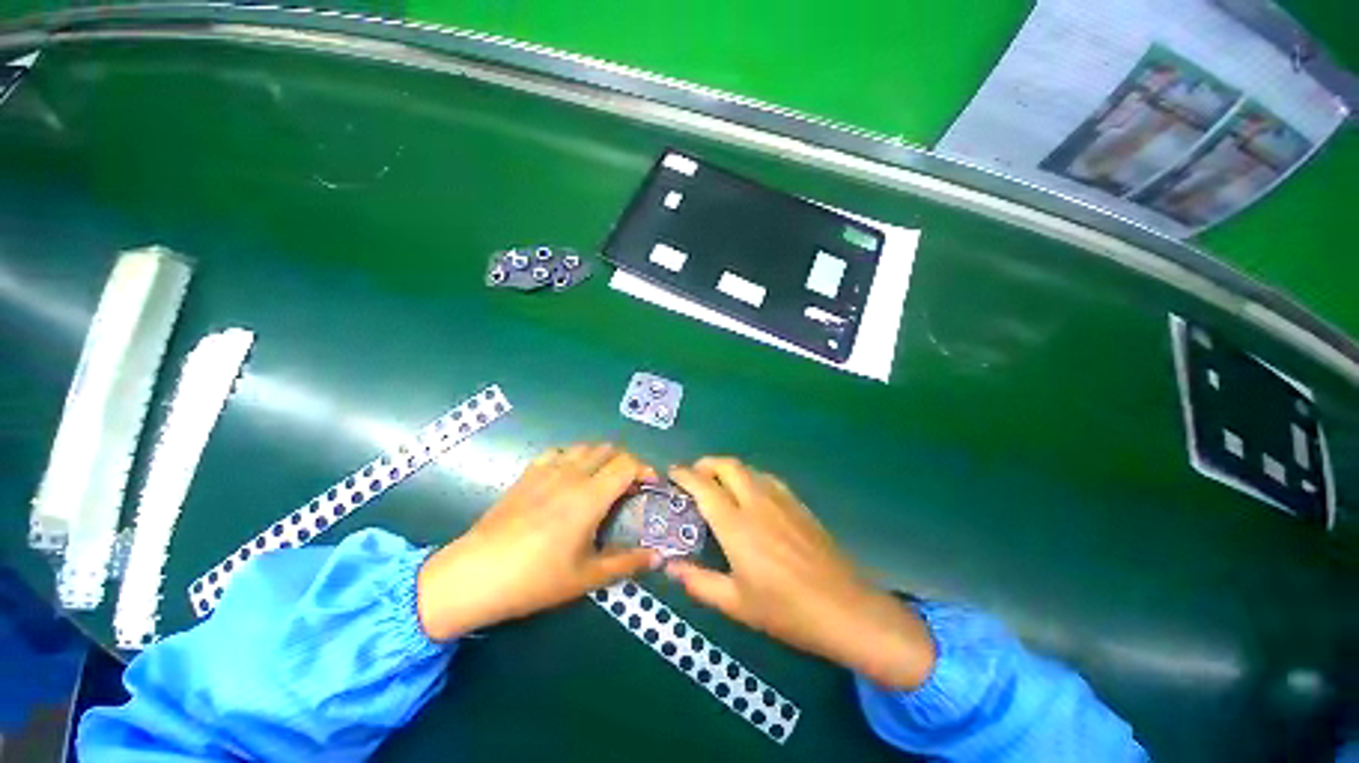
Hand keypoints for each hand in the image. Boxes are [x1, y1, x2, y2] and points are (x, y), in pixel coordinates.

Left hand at [417, 443, 657, 640]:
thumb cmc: (535, 579)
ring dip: (602, 457)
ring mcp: (547, 471)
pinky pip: (558, 452)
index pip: (627, 464)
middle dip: (626, 462)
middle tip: (630, 485)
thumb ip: (627, 563)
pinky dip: (574, 456)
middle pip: (609, 449)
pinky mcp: (527, 474)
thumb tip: (658, 558)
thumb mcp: (586, 577)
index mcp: (590, 496)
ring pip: (585, 447)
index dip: (645, 469)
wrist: (474, 575)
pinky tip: (569, 476)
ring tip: (603, 479)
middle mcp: (572, 475)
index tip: (651, 486)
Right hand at [667, 458, 935, 688]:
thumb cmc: (786, 610)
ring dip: (728, 468)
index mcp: (736, 525)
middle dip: (706, 463)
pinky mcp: (798, 503)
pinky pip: (767, 478)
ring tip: (718, 483)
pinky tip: (750, 494)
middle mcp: (756, 502)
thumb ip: (699, 582)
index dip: (685, 475)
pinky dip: (749, 476)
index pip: (704, 487)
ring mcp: (781, 499)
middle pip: (727, 465)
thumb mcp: (736, 603)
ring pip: (748, 468)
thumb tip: (670, 567)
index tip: (672, 473)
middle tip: (695, 476)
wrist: (845, 608)